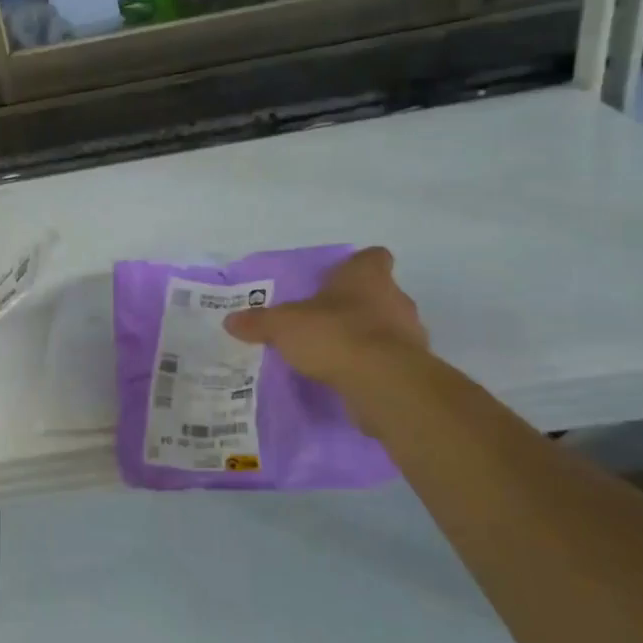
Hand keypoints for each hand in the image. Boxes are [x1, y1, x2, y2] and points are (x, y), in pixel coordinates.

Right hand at [223, 247, 426, 389]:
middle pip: (378, 294)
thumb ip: (259, 322)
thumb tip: (231, 320)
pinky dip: (371, 366)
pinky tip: (346, 377)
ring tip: (332, 353)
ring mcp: (410, 335)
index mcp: (367, 276)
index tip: (336, 280)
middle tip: (323, 320)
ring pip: (386, 328)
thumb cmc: (335, 335)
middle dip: (355, 305)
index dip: (356, 266)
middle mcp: (395, 299)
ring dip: (365, 337)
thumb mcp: (283, 326)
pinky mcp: (412, 369)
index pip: (372, 258)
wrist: (384, 384)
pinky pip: (388, 361)